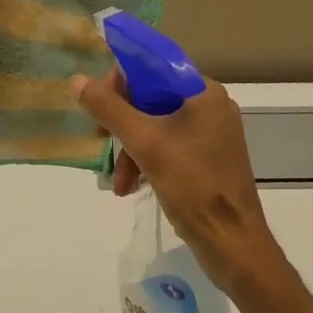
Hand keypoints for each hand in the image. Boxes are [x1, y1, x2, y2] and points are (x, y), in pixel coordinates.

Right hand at [71, 68, 286, 295]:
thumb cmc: (193, 185)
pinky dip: (149, 162)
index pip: (156, 68)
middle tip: (99, 139)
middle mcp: (212, 107)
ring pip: (159, 127)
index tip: (99, 102)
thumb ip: (110, 109)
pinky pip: (171, 148)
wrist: (233, 245)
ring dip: (132, 149)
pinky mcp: (210, 161)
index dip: (123, 81)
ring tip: (116, 181)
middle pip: (154, 99)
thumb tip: (78, 80)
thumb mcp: (144, 143)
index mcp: (205, 93)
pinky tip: (131, 187)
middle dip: (124, 123)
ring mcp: (213, 136)